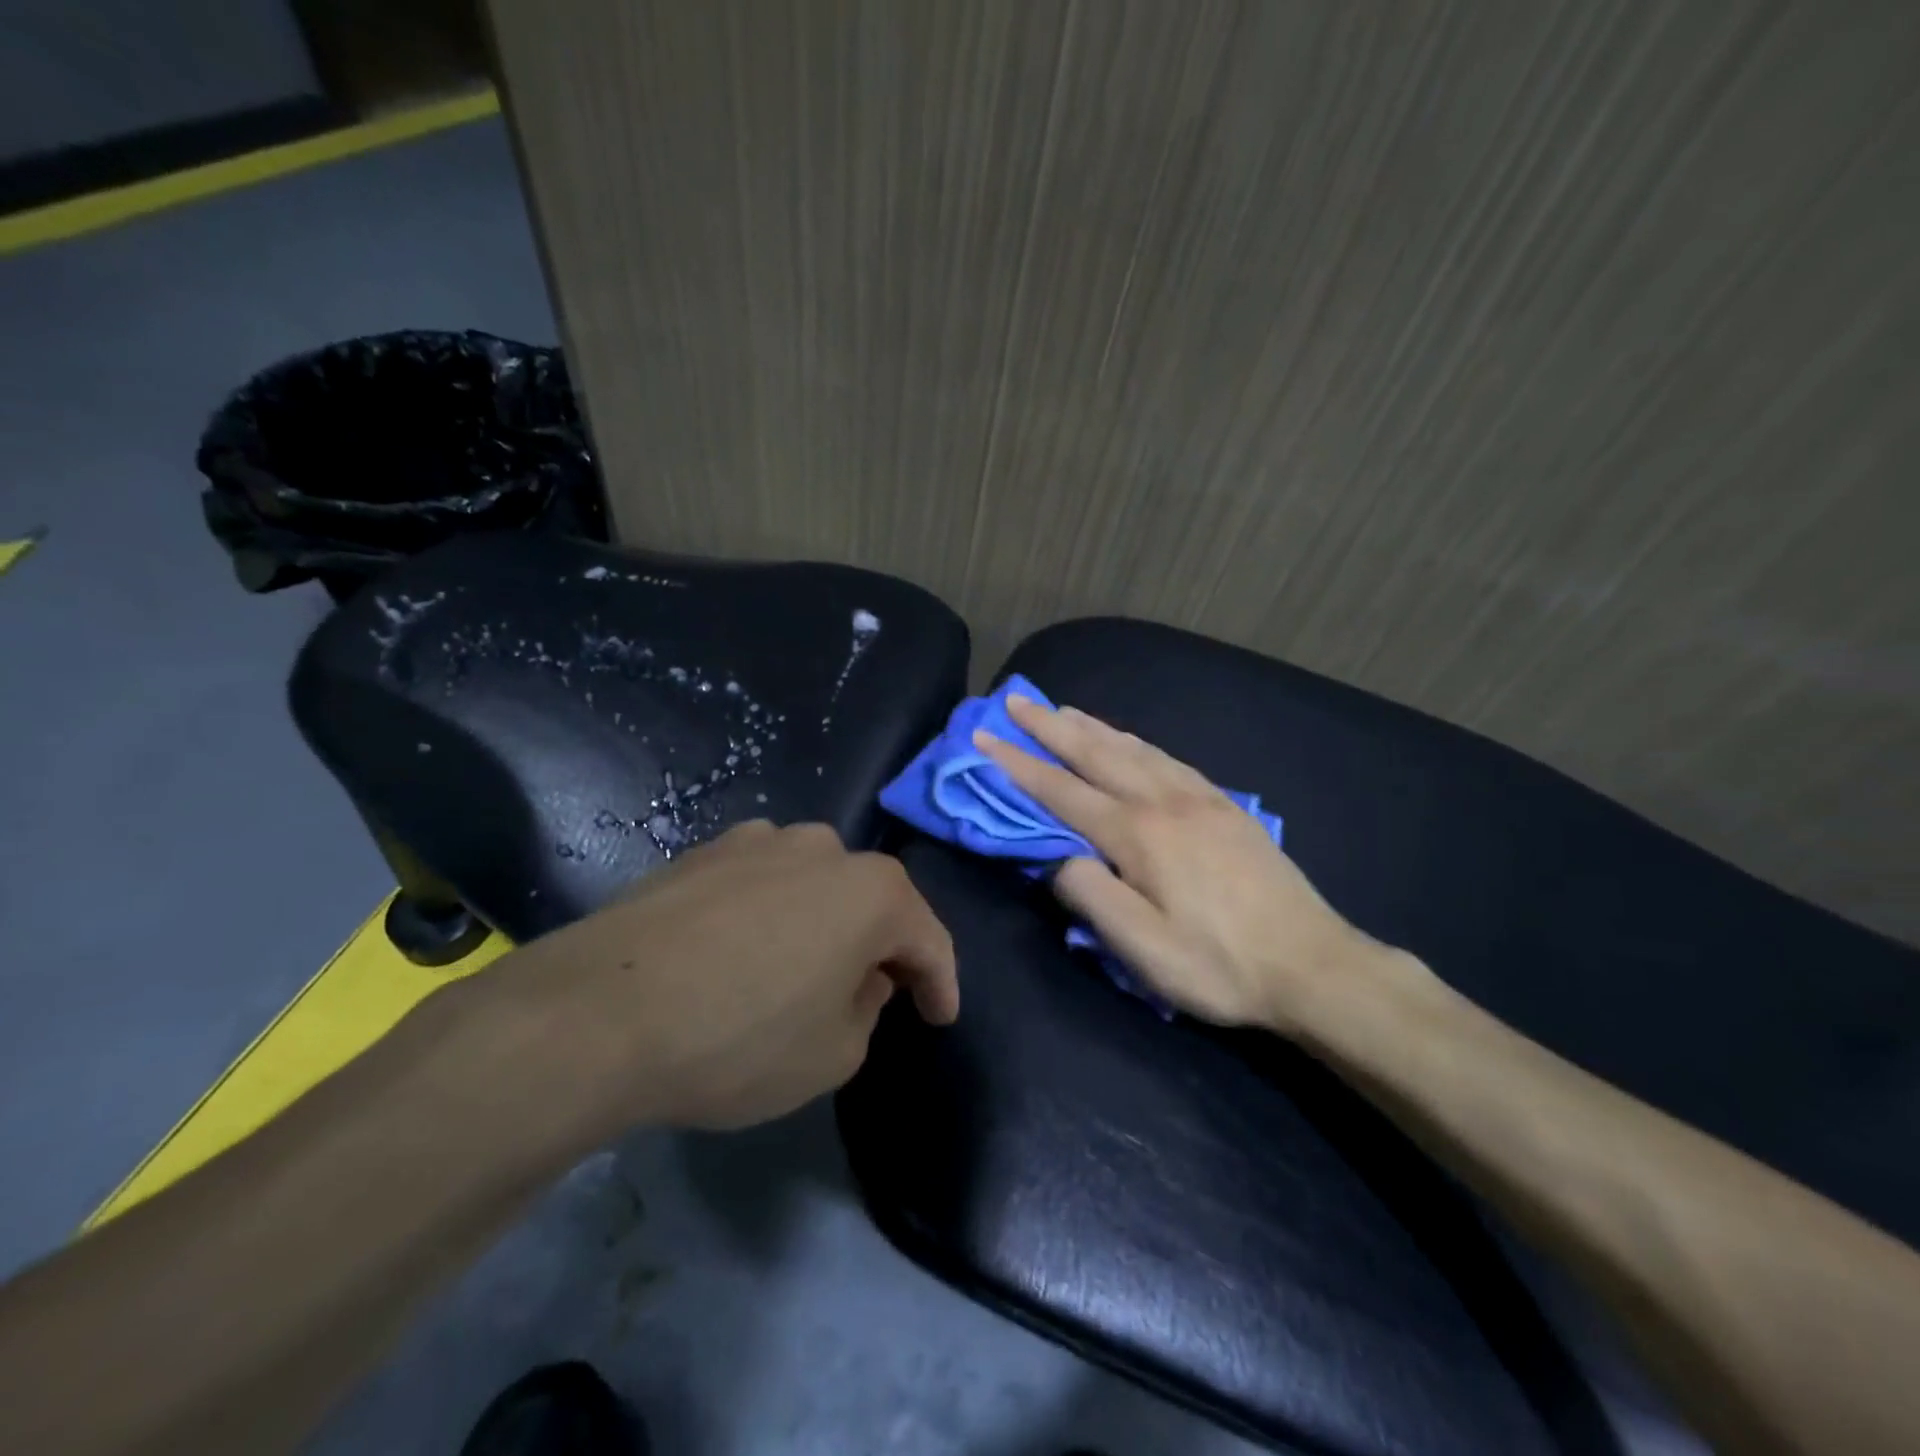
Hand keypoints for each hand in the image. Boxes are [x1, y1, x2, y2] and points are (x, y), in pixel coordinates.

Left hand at [475, 820, 957, 1136]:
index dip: (940, 982)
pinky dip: (768, 912)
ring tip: (801, 967)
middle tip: (872, 992)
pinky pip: (758, 882)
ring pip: (813, 884)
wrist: (597, 1013)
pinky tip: (741, 949)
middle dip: (879, 946)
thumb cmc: (739, 1038)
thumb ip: (866, 1011)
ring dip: (821, 922)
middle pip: (870, 900)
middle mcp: (822, 849)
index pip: (927, 939)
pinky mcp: (701, 851)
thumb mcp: (832, 1055)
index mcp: (871, 891)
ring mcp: (757, 842)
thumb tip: (859, 978)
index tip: (939, 1016)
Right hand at [975, 696, 1415, 1032]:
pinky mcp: (1225, 804)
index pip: (1062, 790)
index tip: (985, 738)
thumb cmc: (1219, 964)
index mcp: (1137, 834)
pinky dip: (1134, 740)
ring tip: (1061, 709)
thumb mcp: (1143, 949)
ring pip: (1132, 747)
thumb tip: (1060, 858)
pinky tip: (1129, 739)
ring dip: (1090, 725)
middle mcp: (1163, 801)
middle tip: (1014, 698)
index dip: (1018, 764)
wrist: (1312, 964)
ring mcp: (1199, 797)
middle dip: (1049, 725)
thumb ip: (1091, 896)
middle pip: (1095, 752)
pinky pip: (1166, 757)